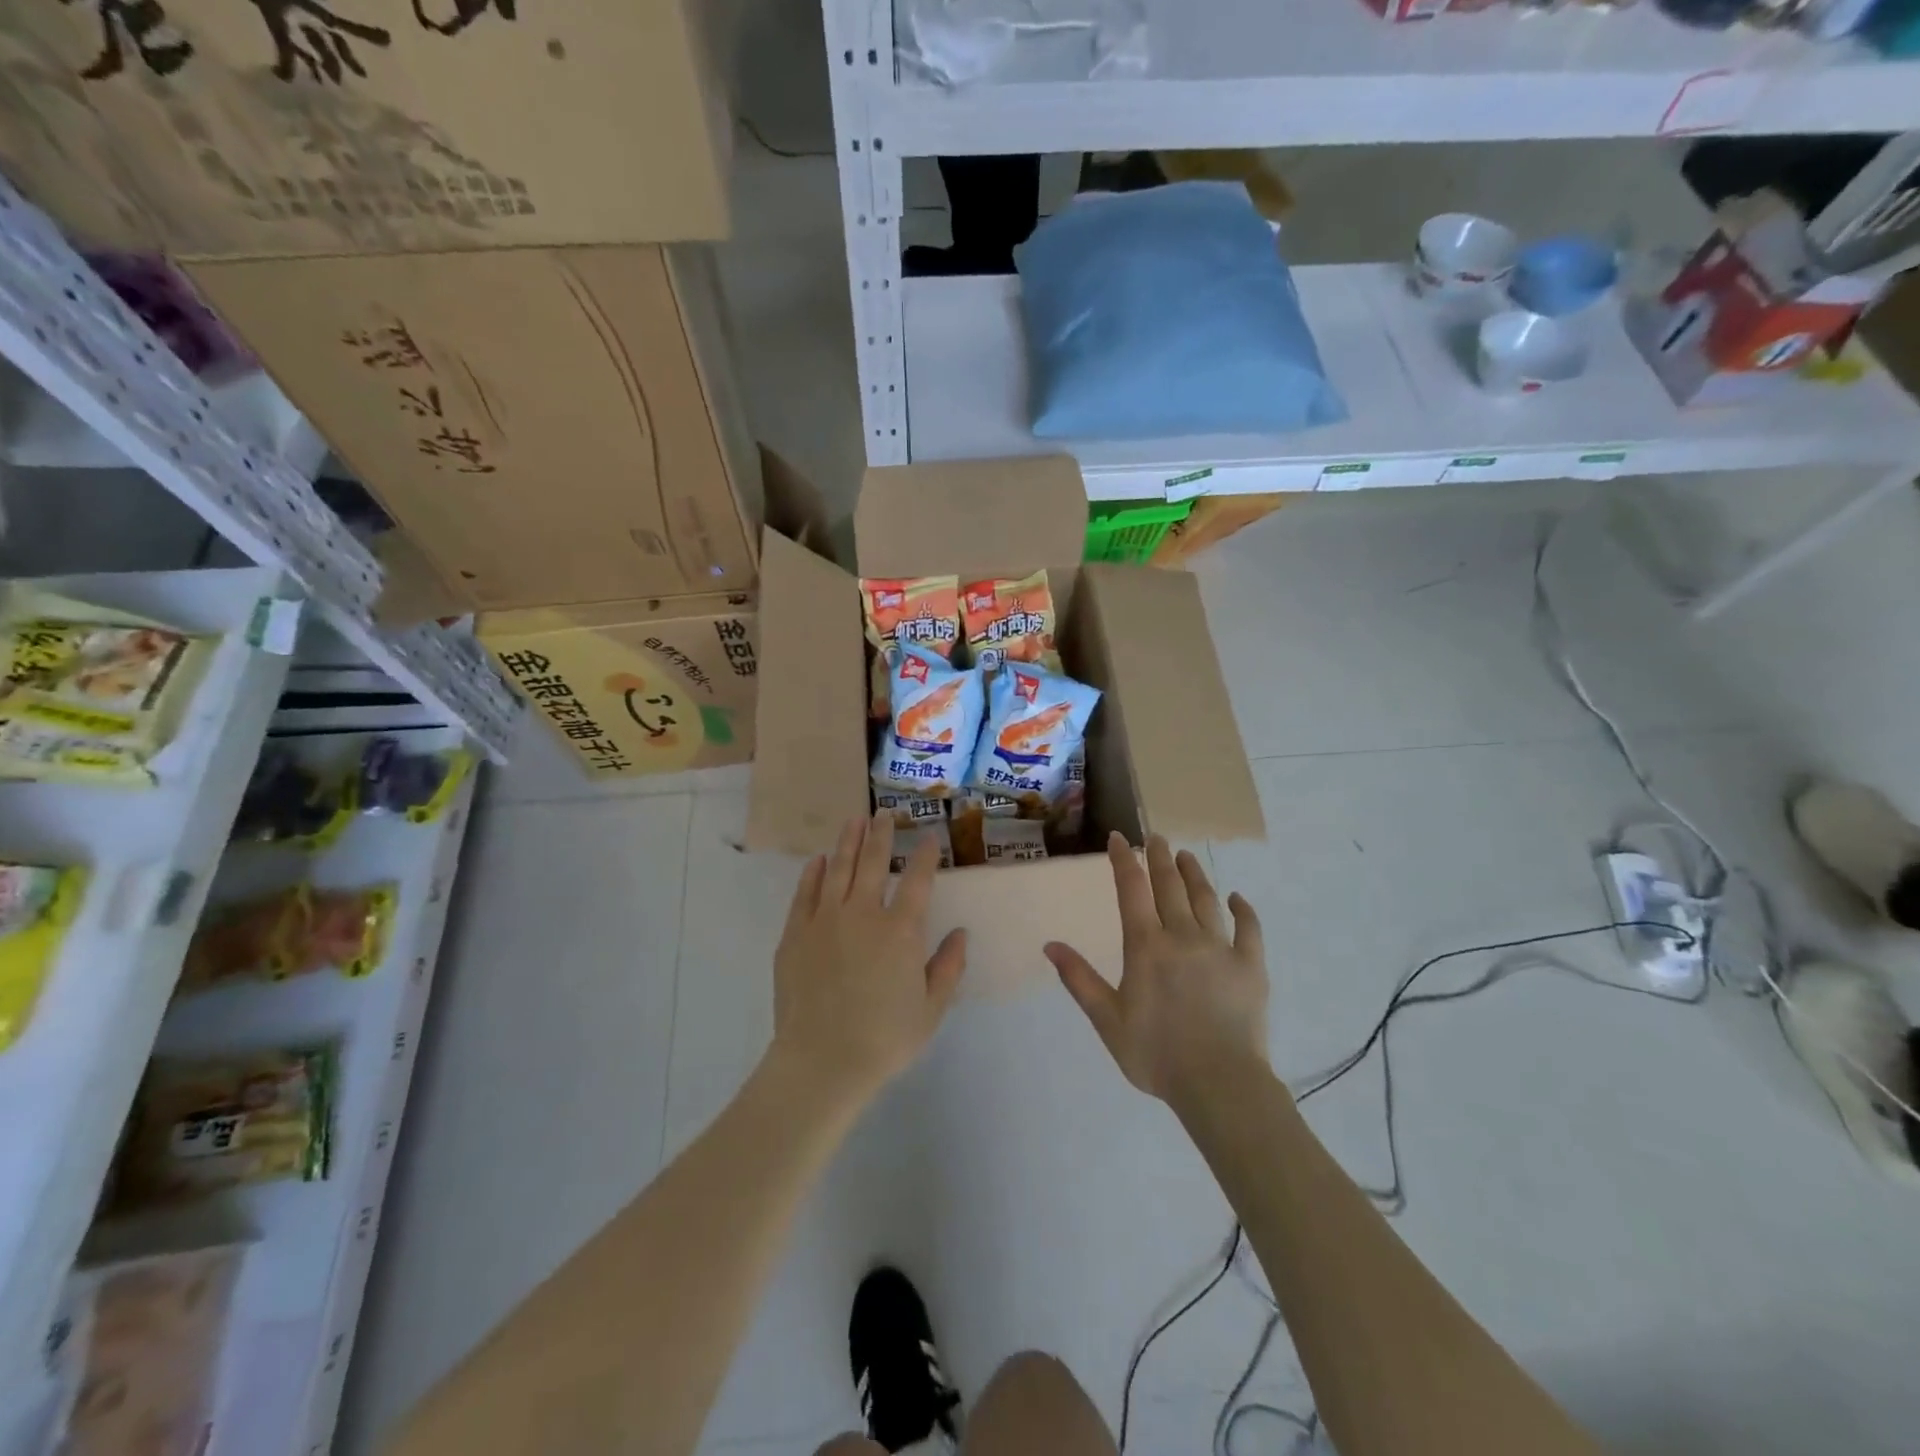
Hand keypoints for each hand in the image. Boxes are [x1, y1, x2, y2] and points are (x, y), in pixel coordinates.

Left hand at [770, 811, 966, 1105]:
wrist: (821, 1061)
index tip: (928, 837)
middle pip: (872, 862)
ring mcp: (824, 920)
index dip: (924, 855)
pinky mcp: (795, 934)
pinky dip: (814, 873)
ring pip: (838, 869)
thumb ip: (948, 967)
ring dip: (847, 842)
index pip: (917, 880)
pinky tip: (819, 860)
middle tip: (884, 814)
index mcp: (900, 931)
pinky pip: (805, 894)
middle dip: (881, 834)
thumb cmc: (884, 1039)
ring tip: (854, 821)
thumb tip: (960, 933)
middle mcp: (863, 914)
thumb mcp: (931, 1009)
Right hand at [1045, 833, 1268, 1107]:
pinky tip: (1237, 898)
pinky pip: (1249, 929)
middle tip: (1155, 837)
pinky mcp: (1250, 966)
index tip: (1119, 838)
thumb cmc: (1156, 1054)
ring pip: (1206, 898)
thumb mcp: (1107, 1019)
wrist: (1219, 1084)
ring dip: (1194, 873)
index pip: (1131, 889)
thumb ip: (1079, 979)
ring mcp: (1220, 948)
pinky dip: (1243, 909)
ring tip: (1186, 856)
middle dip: (1159, 857)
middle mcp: (1182, 935)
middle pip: (1169, 886)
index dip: (1123, 860)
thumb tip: (1050, 945)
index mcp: (1146, 946)